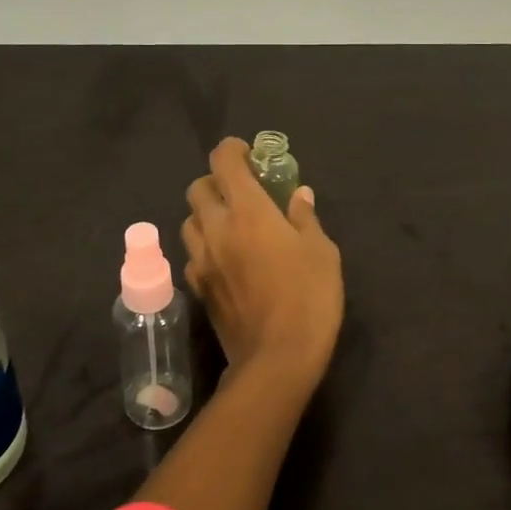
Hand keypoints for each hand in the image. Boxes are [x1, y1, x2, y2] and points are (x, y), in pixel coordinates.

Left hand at [182, 138, 343, 388]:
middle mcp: (217, 228)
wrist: (276, 359)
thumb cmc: (308, 298)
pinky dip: (204, 248)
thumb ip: (305, 217)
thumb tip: (299, 194)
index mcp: (248, 211)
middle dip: (216, 182)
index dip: (232, 150)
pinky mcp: (198, 288)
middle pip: (197, 188)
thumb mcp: (321, 252)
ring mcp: (202, 260)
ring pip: (189, 221)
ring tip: (230, 226)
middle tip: (240, 192)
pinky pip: (192, 255)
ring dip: (206, 215)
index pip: (223, 162)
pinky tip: (225, 260)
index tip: (248, 154)